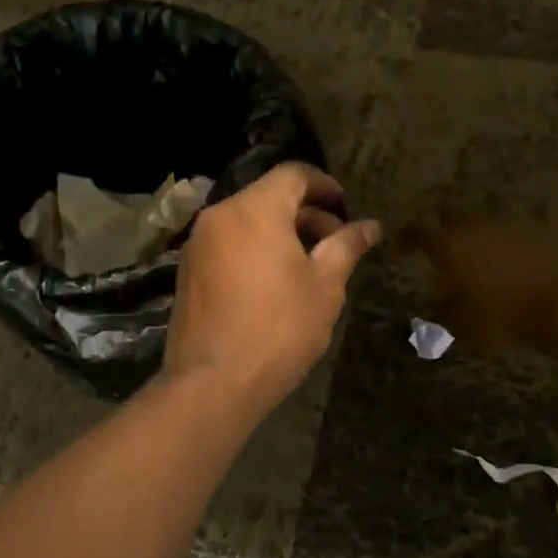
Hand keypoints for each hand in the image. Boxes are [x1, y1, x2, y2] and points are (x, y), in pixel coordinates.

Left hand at [163, 164, 379, 413]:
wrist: (213, 382)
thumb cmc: (279, 328)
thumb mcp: (325, 285)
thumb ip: (347, 246)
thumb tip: (370, 225)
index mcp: (254, 209)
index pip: (293, 174)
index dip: (325, 185)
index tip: (346, 208)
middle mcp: (219, 215)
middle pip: (268, 197)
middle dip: (305, 214)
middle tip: (334, 245)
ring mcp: (197, 244)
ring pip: (246, 222)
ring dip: (279, 233)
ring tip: (306, 268)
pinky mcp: (187, 272)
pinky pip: (227, 245)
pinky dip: (253, 250)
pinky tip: (272, 285)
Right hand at [396, 219, 557, 355]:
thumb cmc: (502, 318)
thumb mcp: (463, 327)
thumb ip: (445, 313)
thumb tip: (438, 304)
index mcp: (448, 246)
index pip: (416, 230)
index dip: (405, 238)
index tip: (401, 250)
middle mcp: (474, 228)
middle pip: (449, 212)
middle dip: (441, 225)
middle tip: (440, 246)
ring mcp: (508, 226)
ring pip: (482, 222)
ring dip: (475, 236)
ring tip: (478, 261)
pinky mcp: (539, 232)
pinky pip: (512, 233)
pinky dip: (505, 245)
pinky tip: (511, 265)